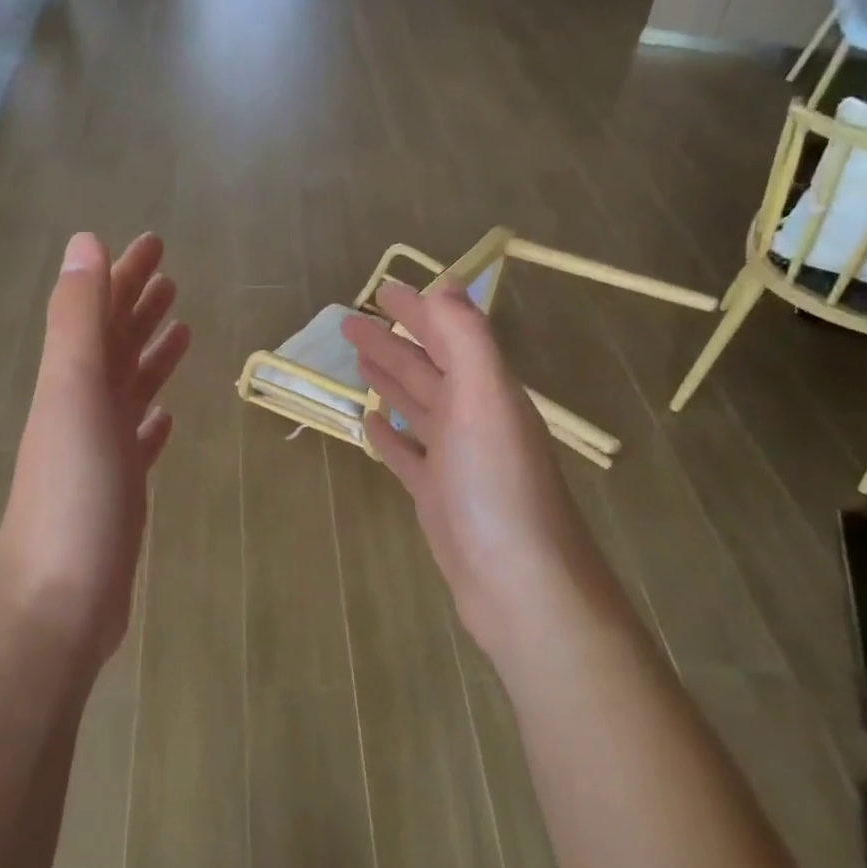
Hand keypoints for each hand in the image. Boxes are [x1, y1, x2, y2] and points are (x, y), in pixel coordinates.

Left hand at [0, 232, 190, 661]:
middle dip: (139, 306)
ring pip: (129, 389)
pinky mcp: (119, 491)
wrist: (58, 600)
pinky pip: (137, 441)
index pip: (100, 311)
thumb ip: (78, 321)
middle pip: (114, 345)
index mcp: (71, 381)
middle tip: (173, 277)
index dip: (125, 274)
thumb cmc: (72, 495)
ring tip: (182, 330)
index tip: (155, 242)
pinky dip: (150, 420)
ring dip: (149, 356)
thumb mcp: (72, 395)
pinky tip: (165, 416)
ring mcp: (100, 452)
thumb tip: (84, 242)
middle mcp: (82, 409)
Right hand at [342, 282, 603, 660]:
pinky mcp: (437, 496)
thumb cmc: (496, 486)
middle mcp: (474, 418)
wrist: (517, 582)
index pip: (449, 336)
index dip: (418, 310)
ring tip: (358, 359)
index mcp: (487, 390)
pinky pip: (408, 454)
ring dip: (390, 379)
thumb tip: (446, 285)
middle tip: (349, 321)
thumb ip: (466, 340)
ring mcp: (455, 459)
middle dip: (392, 341)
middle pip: (428, 368)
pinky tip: (369, 423)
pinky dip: (389, 434)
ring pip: (416, 406)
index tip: (381, 288)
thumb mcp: (485, 400)